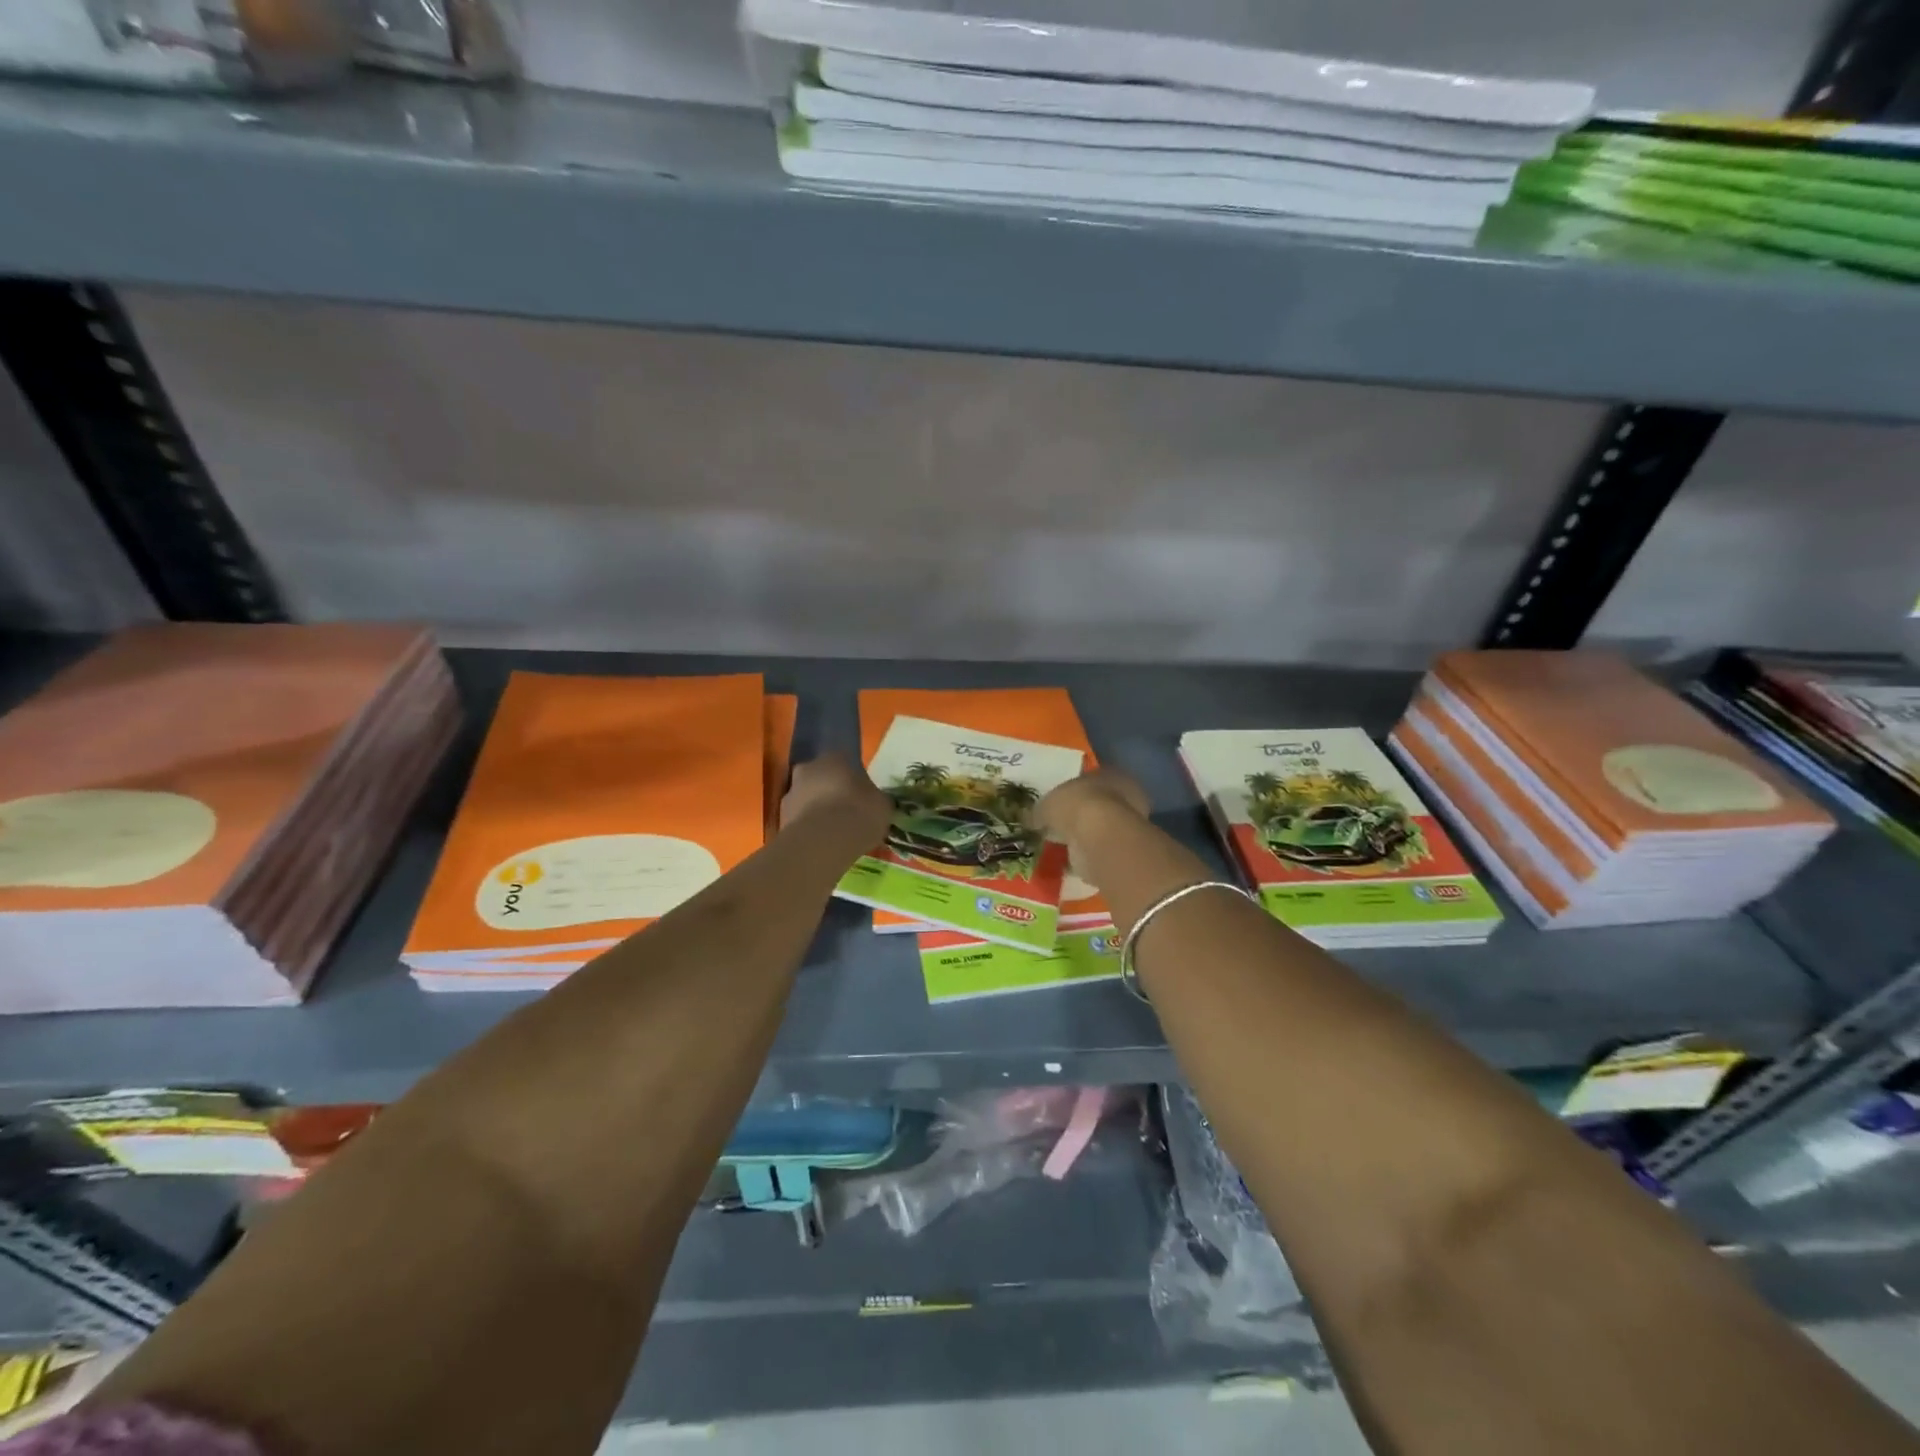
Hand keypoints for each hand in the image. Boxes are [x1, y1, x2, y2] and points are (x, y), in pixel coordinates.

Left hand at [781, 754, 891, 840]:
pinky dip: (807, 828)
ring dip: (816, 810)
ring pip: (806, 798)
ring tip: (832, 832)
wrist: (823, 842)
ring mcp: (790, 793)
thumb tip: (877, 801)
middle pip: (820, 777)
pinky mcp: (780, 819)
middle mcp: (808, 769)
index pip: (844, 760)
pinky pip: (799, 820)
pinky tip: (821, 844)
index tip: (860, 794)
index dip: (852, 778)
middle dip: (830, 791)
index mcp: (835, 758)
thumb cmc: (859, 813)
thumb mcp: (882, 805)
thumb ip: (877, 799)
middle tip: (844, 811)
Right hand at [1035, 769, 1150, 847]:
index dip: (1073, 791)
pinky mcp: (1123, 849)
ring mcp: (1128, 825)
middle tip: (1060, 824)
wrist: (1099, 837)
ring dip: (1085, 835)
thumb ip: (1041, 810)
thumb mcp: (1047, 803)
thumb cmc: (1076, 805)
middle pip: (1099, 803)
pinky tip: (1070, 859)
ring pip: (1102, 828)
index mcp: (1109, 774)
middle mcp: (1125, 796)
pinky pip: (1100, 849)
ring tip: (1062, 844)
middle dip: (1081, 814)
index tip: (1059, 802)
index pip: (1091, 779)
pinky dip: (1087, 854)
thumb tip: (1031, 818)